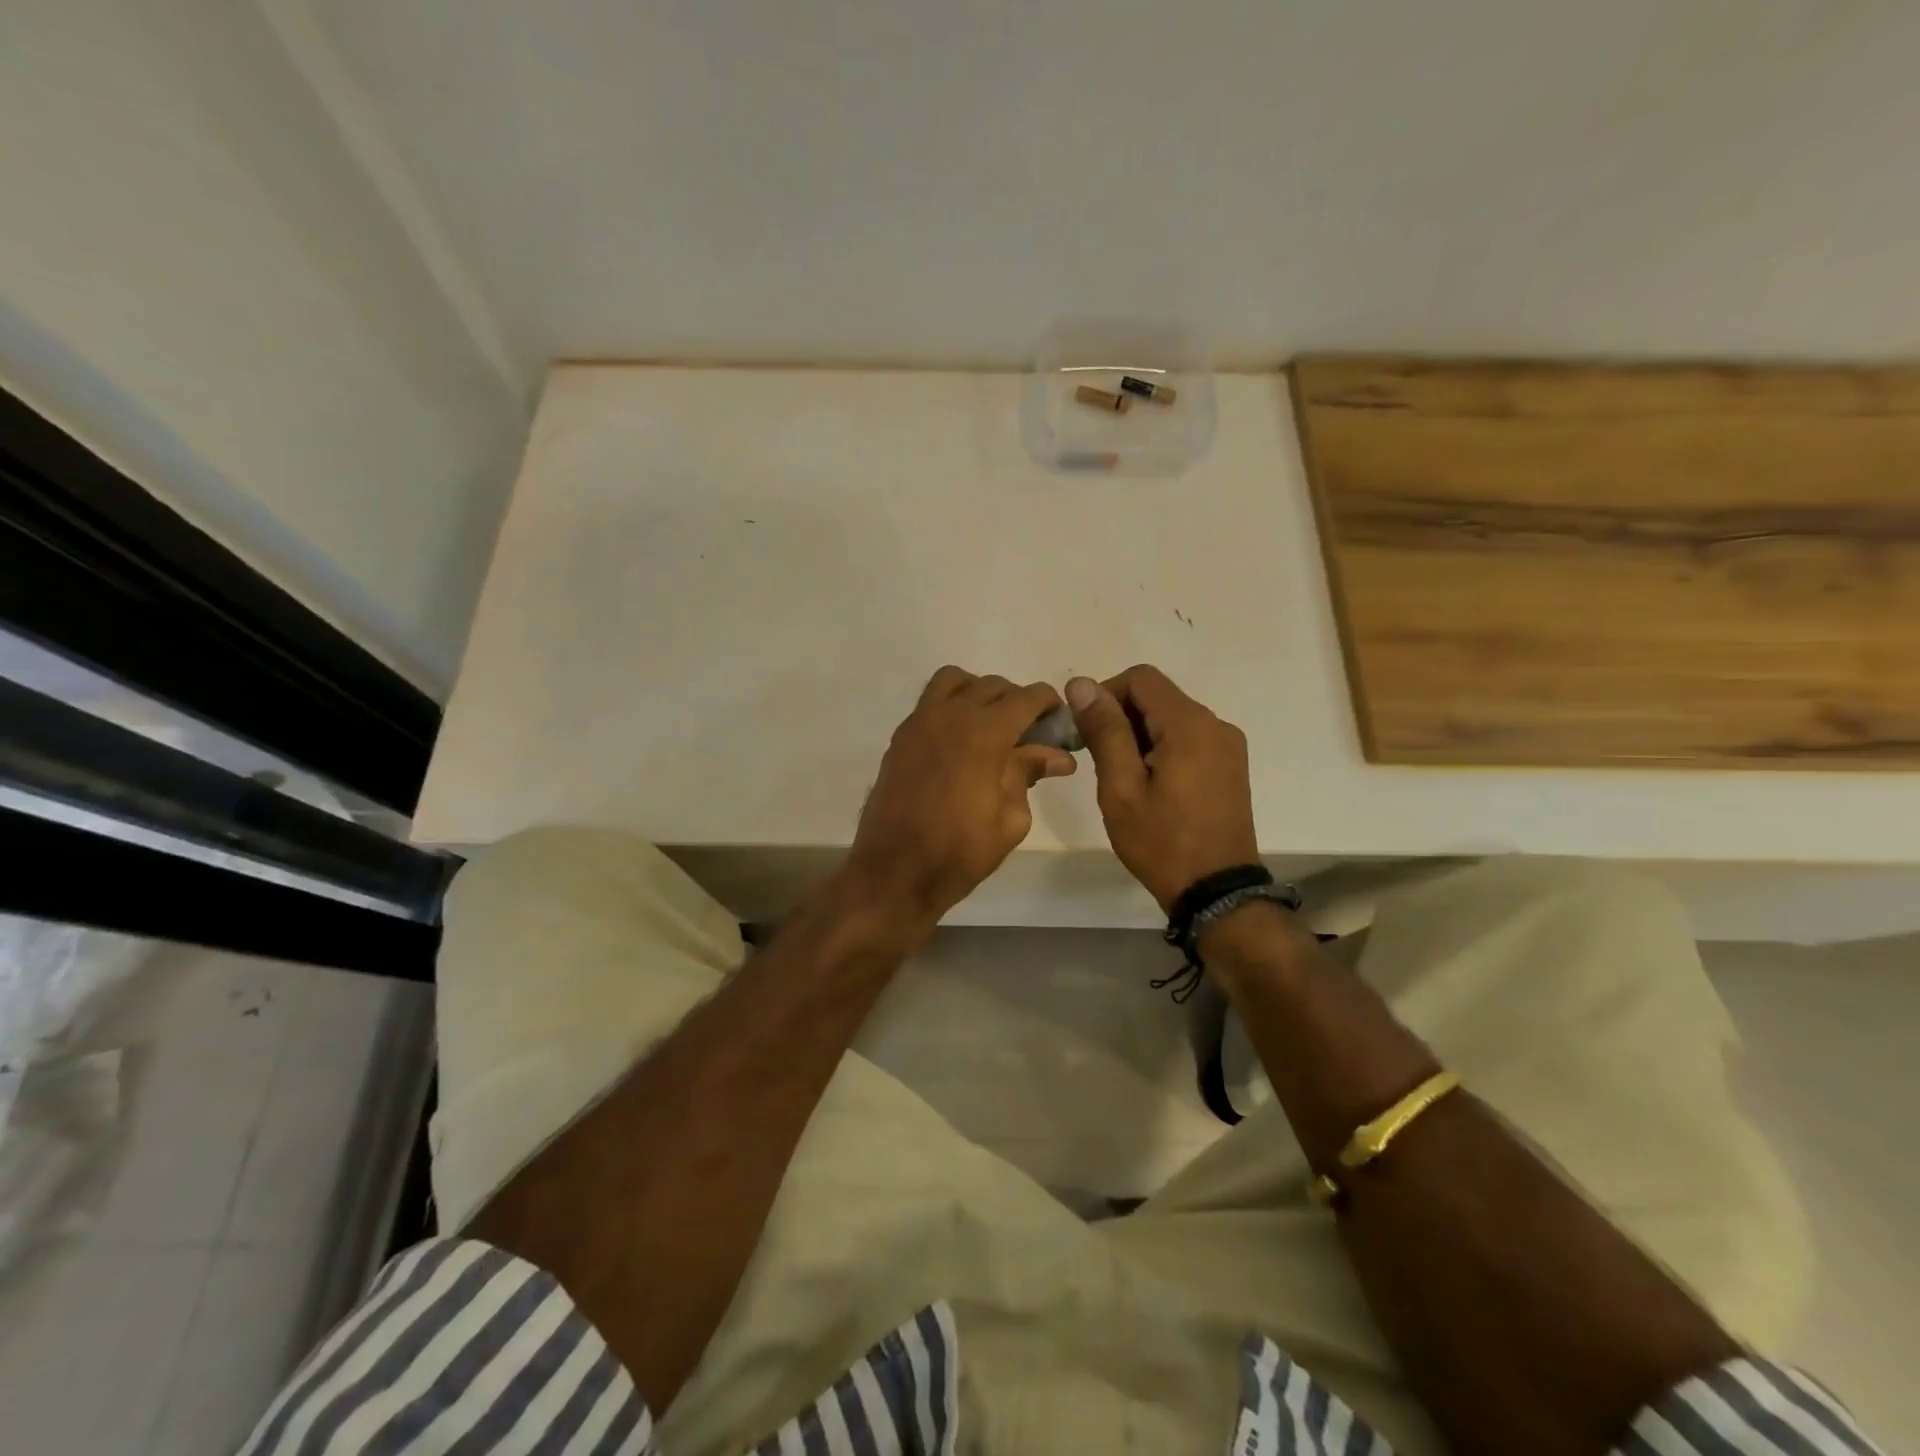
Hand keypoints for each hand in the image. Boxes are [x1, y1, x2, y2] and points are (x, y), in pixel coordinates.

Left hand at [847, 667, 1076, 923]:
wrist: (895, 871)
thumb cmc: (960, 851)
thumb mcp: (1010, 818)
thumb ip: (1029, 774)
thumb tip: (1058, 756)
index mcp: (985, 732)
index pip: (1026, 697)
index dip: (1049, 703)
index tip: (1058, 721)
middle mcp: (951, 714)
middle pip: (993, 686)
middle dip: (1018, 702)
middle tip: (1030, 734)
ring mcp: (920, 721)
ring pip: (956, 681)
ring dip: (979, 693)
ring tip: (991, 726)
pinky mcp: (901, 736)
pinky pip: (930, 701)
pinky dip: (951, 705)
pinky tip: (961, 740)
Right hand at [1066, 665, 1258, 909]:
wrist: (1216, 892)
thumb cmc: (1161, 842)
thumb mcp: (1121, 787)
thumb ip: (1104, 731)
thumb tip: (1080, 683)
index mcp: (1189, 724)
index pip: (1140, 678)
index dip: (1105, 694)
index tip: (1086, 731)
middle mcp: (1215, 724)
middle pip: (1157, 696)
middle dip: (1121, 717)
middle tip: (1100, 760)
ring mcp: (1228, 745)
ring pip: (1172, 717)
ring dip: (1140, 734)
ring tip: (1124, 778)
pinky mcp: (1230, 765)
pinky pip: (1189, 738)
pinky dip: (1162, 747)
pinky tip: (1151, 784)